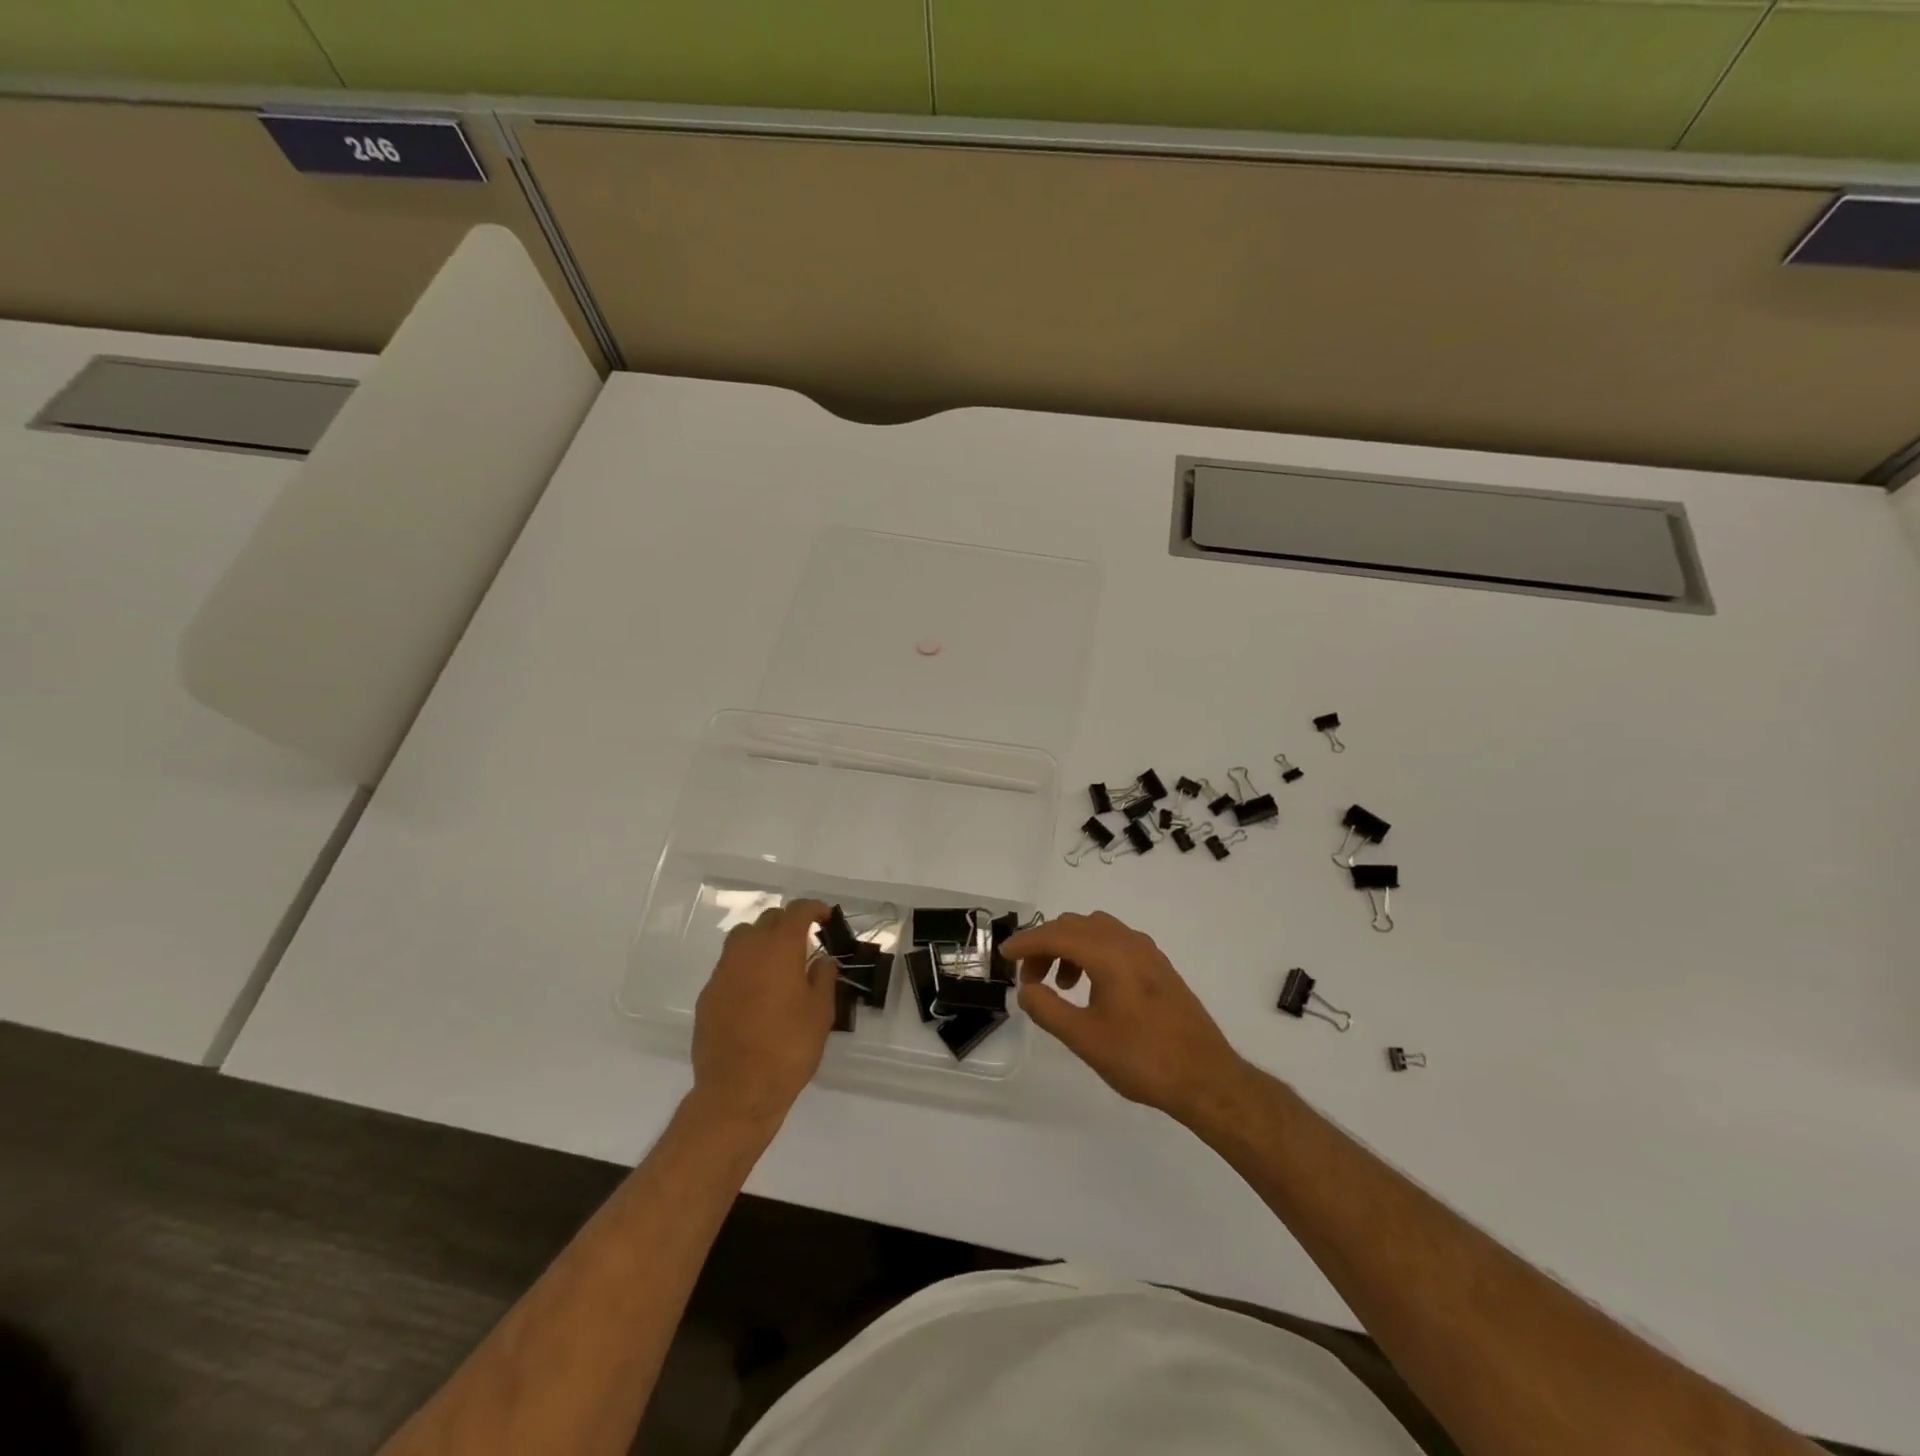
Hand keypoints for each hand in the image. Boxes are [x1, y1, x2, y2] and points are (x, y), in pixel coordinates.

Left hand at [691, 900, 836, 1132]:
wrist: (738, 1092)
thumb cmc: (789, 1048)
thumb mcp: (821, 1012)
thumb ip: (823, 977)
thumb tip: (819, 961)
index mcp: (779, 948)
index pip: (797, 911)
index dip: (814, 909)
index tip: (826, 918)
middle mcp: (748, 951)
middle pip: (768, 919)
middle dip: (788, 924)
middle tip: (805, 943)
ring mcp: (723, 972)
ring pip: (743, 938)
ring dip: (762, 941)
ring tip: (777, 964)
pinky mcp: (707, 995)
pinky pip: (729, 966)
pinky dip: (745, 967)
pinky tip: (756, 993)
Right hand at [1004, 911, 1248, 1125]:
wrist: (1205, 1077)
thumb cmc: (1142, 1058)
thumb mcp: (1084, 1039)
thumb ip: (1048, 1009)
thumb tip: (1026, 988)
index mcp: (1108, 953)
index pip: (1056, 934)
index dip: (1025, 942)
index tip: (1004, 955)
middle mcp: (1128, 942)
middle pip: (1075, 925)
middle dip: (1045, 945)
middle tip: (1029, 978)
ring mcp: (1147, 952)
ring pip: (1096, 930)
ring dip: (1069, 947)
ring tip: (1060, 986)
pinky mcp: (1159, 966)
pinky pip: (1115, 942)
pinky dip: (1092, 953)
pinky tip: (1091, 987)